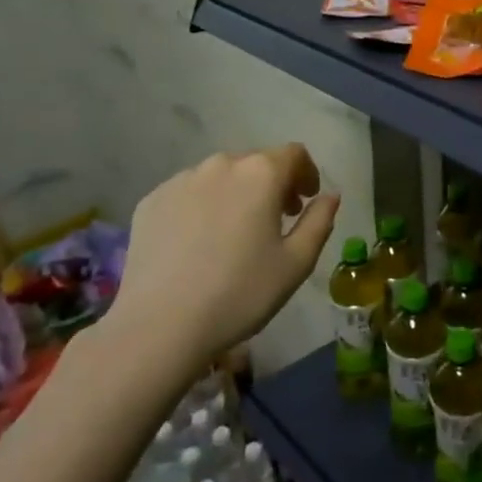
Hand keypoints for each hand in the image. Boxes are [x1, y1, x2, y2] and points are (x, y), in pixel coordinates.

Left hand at [108, 145, 341, 377]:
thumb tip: (329, 196)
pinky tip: (198, 244)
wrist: (158, 327)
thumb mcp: (296, 263)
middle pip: (256, 162)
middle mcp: (221, 164)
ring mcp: (180, 180)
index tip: (305, 201)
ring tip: (234, 233)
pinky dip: (202, 207)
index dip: (306, 173)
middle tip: (275, 221)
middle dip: (272, 185)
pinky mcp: (151, 201)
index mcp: (261, 173)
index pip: (294, 154)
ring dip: (236, 194)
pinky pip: (188, 193)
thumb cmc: (239, 293)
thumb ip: (320, 221)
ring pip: (220, 177)